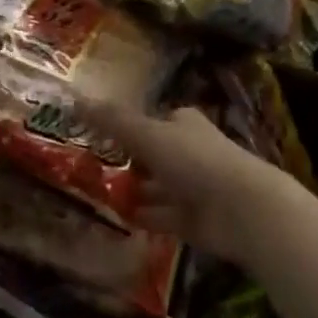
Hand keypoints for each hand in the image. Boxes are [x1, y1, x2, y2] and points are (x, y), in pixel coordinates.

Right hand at [80, 103, 303, 264]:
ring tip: (95, 194)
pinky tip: (117, 219)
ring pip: (156, 187)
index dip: (130, 126)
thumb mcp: (149, 135)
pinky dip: (142, 216)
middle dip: (128, 161)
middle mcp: (191, 152)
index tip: (98, 134)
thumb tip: (76, 98)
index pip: (155, 120)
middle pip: (155, 155)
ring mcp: (194, 188)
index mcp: (184, 125)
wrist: (241, 209)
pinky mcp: (193, 219)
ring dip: (133, 191)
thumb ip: (113, 121)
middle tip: (88, 168)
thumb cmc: (195, 161)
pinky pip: (161, 216)